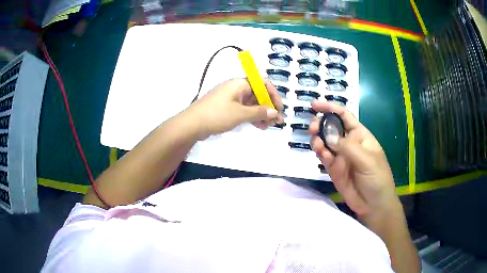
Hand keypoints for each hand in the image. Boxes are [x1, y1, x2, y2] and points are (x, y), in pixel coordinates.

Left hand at [186, 78, 283, 139]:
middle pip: (258, 94)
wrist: (192, 124)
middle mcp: (236, 88)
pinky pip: (243, 110)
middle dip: (269, 107)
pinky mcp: (227, 108)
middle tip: (277, 121)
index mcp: (240, 83)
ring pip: (251, 103)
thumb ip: (259, 112)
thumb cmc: (217, 115)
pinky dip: (252, 117)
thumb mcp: (240, 114)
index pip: (262, 83)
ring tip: (270, 126)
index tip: (280, 108)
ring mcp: (231, 98)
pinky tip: (259, 126)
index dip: (273, 94)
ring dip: (262, 113)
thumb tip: (275, 113)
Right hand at [308, 101, 400, 219]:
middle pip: (331, 128)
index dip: (331, 108)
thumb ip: (347, 147)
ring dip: (318, 140)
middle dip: (320, 125)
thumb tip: (327, 135)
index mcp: (360, 135)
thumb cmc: (377, 178)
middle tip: (312, 128)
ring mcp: (340, 157)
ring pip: (324, 142)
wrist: (374, 205)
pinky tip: (321, 154)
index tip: (315, 105)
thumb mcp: (367, 160)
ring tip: (317, 144)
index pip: (344, 116)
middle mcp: (348, 143)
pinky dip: (321, 154)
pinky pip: (324, 158)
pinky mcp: (333, 170)